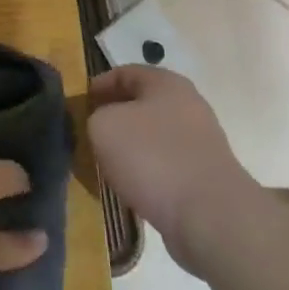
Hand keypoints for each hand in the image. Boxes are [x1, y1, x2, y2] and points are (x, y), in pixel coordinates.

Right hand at [88, 65, 251, 242]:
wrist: (210, 217)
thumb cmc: (152, 157)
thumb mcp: (103, 126)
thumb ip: (95, 117)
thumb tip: (103, 125)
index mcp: (166, 83)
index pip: (124, 72)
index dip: (97, 85)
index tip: (78, 106)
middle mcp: (188, 106)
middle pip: (141, 104)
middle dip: (113, 118)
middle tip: (89, 135)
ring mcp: (200, 143)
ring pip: (152, 137)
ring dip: (129, 148)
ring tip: (105, 166)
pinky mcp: (204, 177)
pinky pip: (165, 166)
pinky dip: (146, 174)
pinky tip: (130, 189)